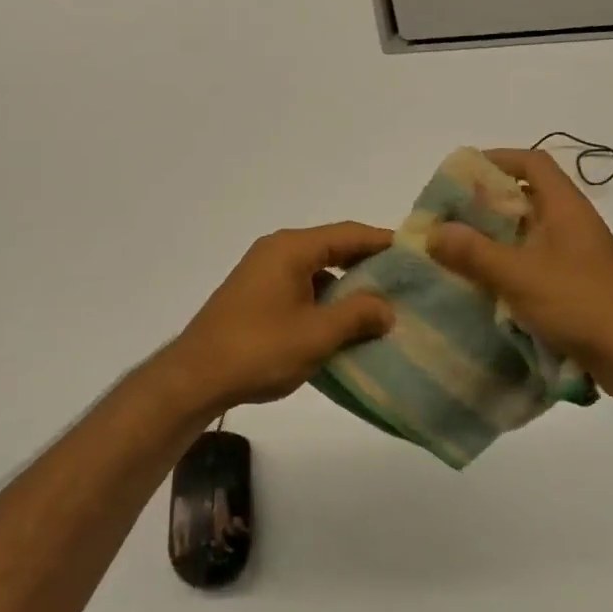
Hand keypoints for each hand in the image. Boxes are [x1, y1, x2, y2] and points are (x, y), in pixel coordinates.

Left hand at [155, 223, 395, 417]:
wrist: (195, 377)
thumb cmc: (259, 350)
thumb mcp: (317, 334)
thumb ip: (358, 315)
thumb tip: (387, 307)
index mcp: (291, 249)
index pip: (348, 234)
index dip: (384, 242)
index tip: (417, 253)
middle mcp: (276, 252)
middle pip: (332, 249)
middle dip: (368, 266)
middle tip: (406, 284)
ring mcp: (262, 274)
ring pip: (316, 271)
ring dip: (346, 288)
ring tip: (381, 309)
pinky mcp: (255, 296)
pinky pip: (300, 289)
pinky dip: (324, 302)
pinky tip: (343, 326)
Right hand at [427, 148, 612, 396]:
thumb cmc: (579, 302)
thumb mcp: (517, 275)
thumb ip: (473, 251)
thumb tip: (434, 231)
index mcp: (566, 207)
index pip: (533, 163)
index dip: (498, 159)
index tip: (462, 173)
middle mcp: (573, 223)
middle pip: (527, 197)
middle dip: (486, 203)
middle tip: (450, 216)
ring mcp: (577, 255)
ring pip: (529, 232)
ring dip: (495, 237)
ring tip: (457, 249)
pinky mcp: (576, 283)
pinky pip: (534, 261)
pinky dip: (508, 264)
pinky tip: (484, 283)